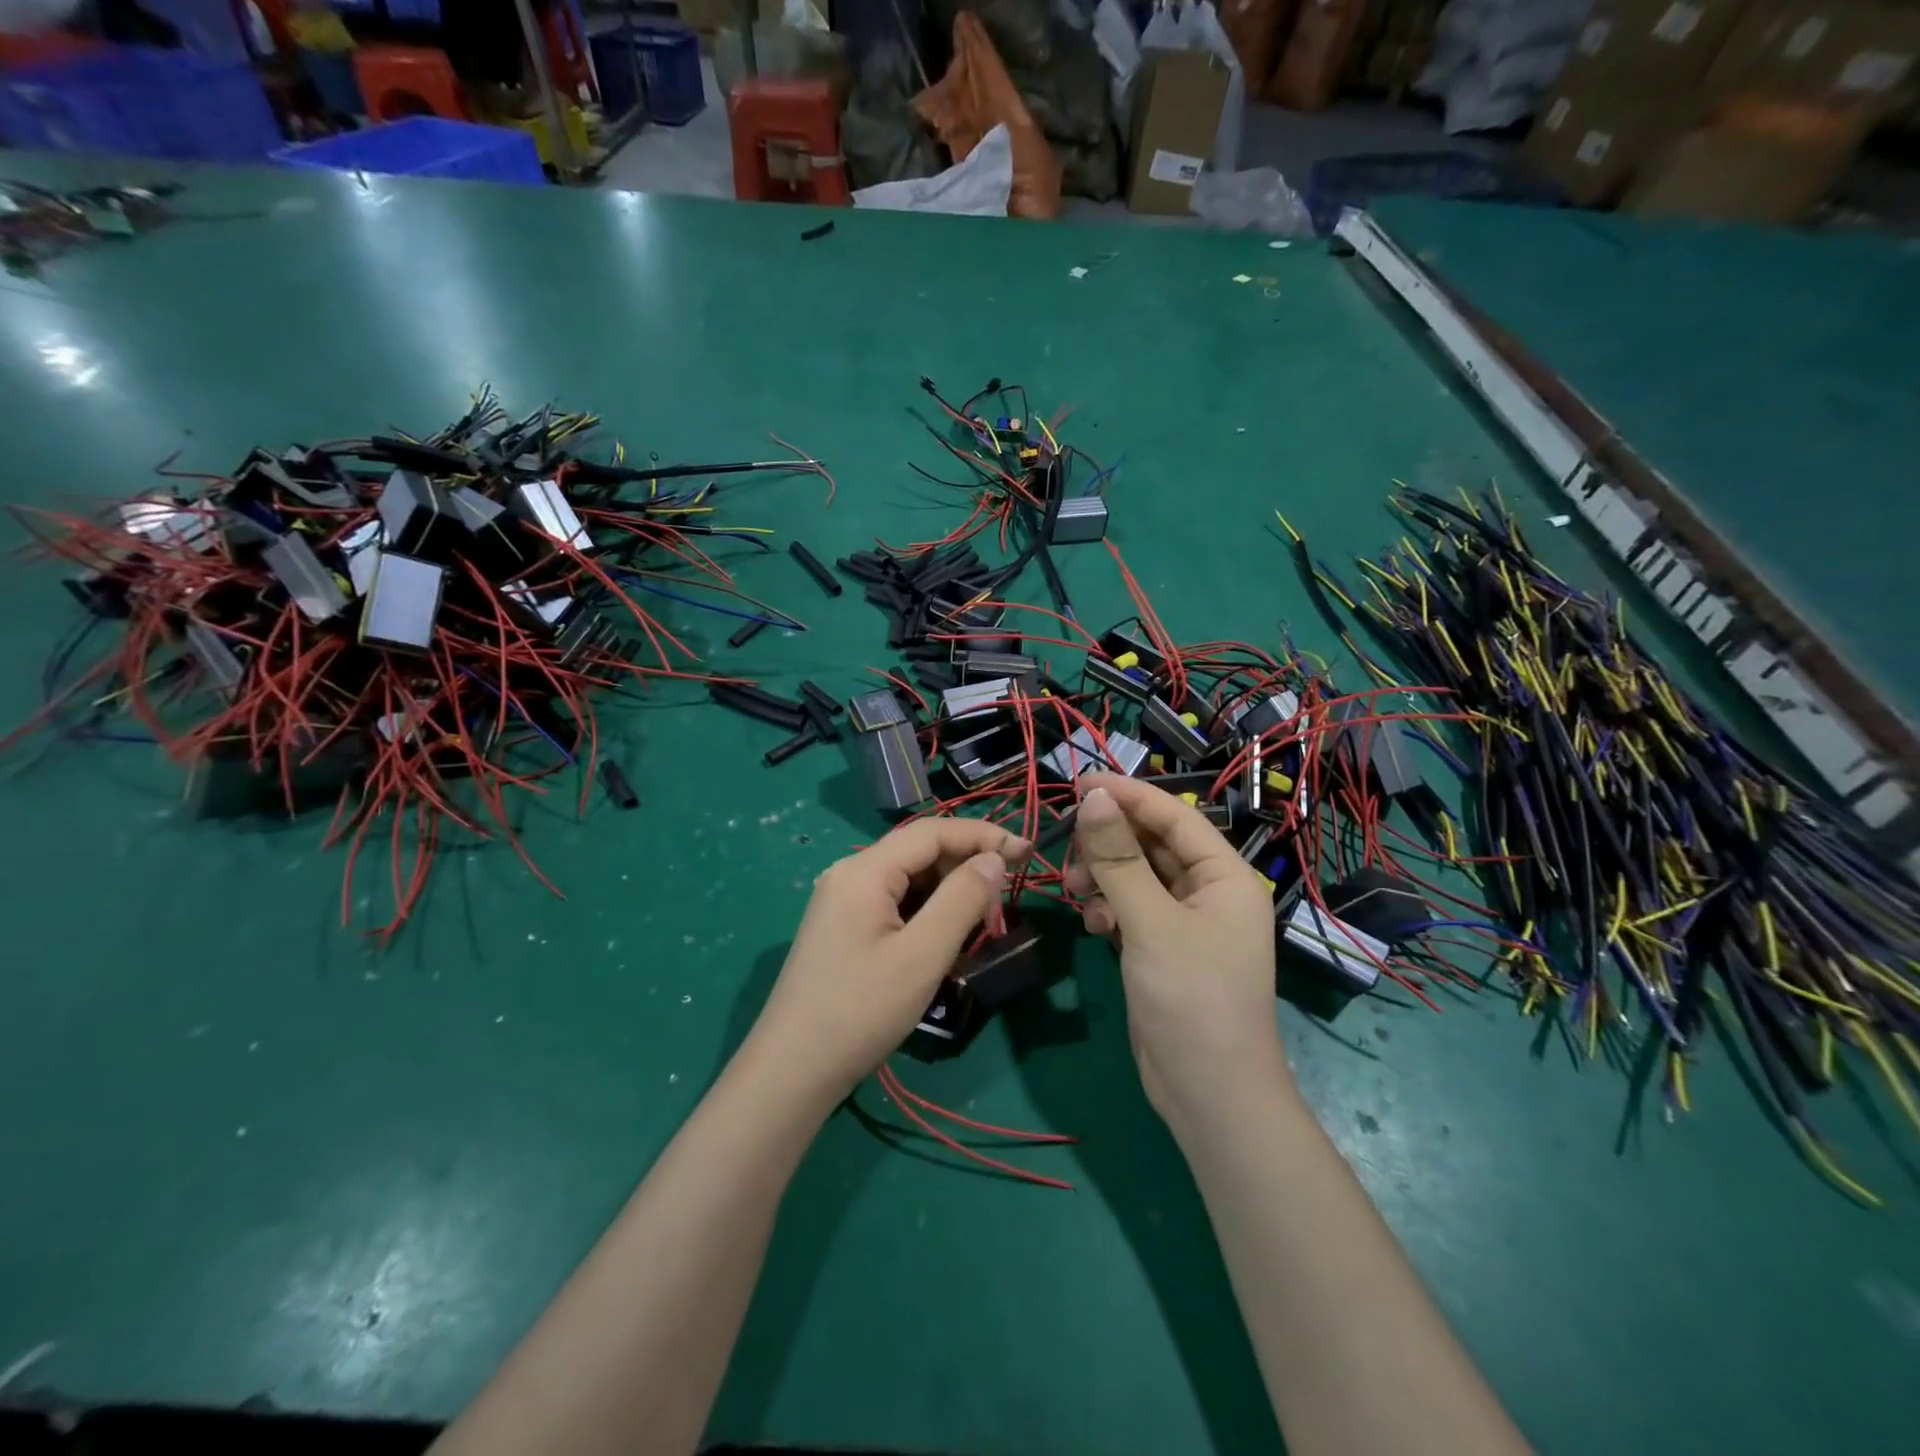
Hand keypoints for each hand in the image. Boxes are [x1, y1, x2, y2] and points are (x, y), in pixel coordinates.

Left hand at [746, 817, 1031, 1104]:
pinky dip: (926, 913)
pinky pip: (894, 903)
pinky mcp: (843, 928)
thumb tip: (993, 859)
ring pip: (909, 880)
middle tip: (1004, 901)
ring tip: (979, 925)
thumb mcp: (922, 955)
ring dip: (948, 893)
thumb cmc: (861, 1010)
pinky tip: (942, 941)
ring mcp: (842, 902)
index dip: (983, 836)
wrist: (792, 1071)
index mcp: (864, 871)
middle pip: (919, 853)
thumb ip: (962, 899)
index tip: (1027, 853)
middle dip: (966, 868)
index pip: (933, 832)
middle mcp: (850, 875)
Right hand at [1067, 774, 1287, 1123]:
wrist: (1208, 1095)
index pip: (1174, 817)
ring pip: (1137, 876)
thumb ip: (1119, 859)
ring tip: (1075, 891)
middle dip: (1109, 843)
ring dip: (1104, 876)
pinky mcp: (1164, 948)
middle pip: (1152, 844)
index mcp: (1225, 876)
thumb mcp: (1151, 923)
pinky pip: (1132, 908)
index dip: (1128, 796)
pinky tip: (1093, 924)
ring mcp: (1186, 922)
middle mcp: (1209, 892)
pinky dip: (1109, 908)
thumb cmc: (1192, 999)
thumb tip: (1094, 797)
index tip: (1079, 784)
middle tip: (1068, 849)